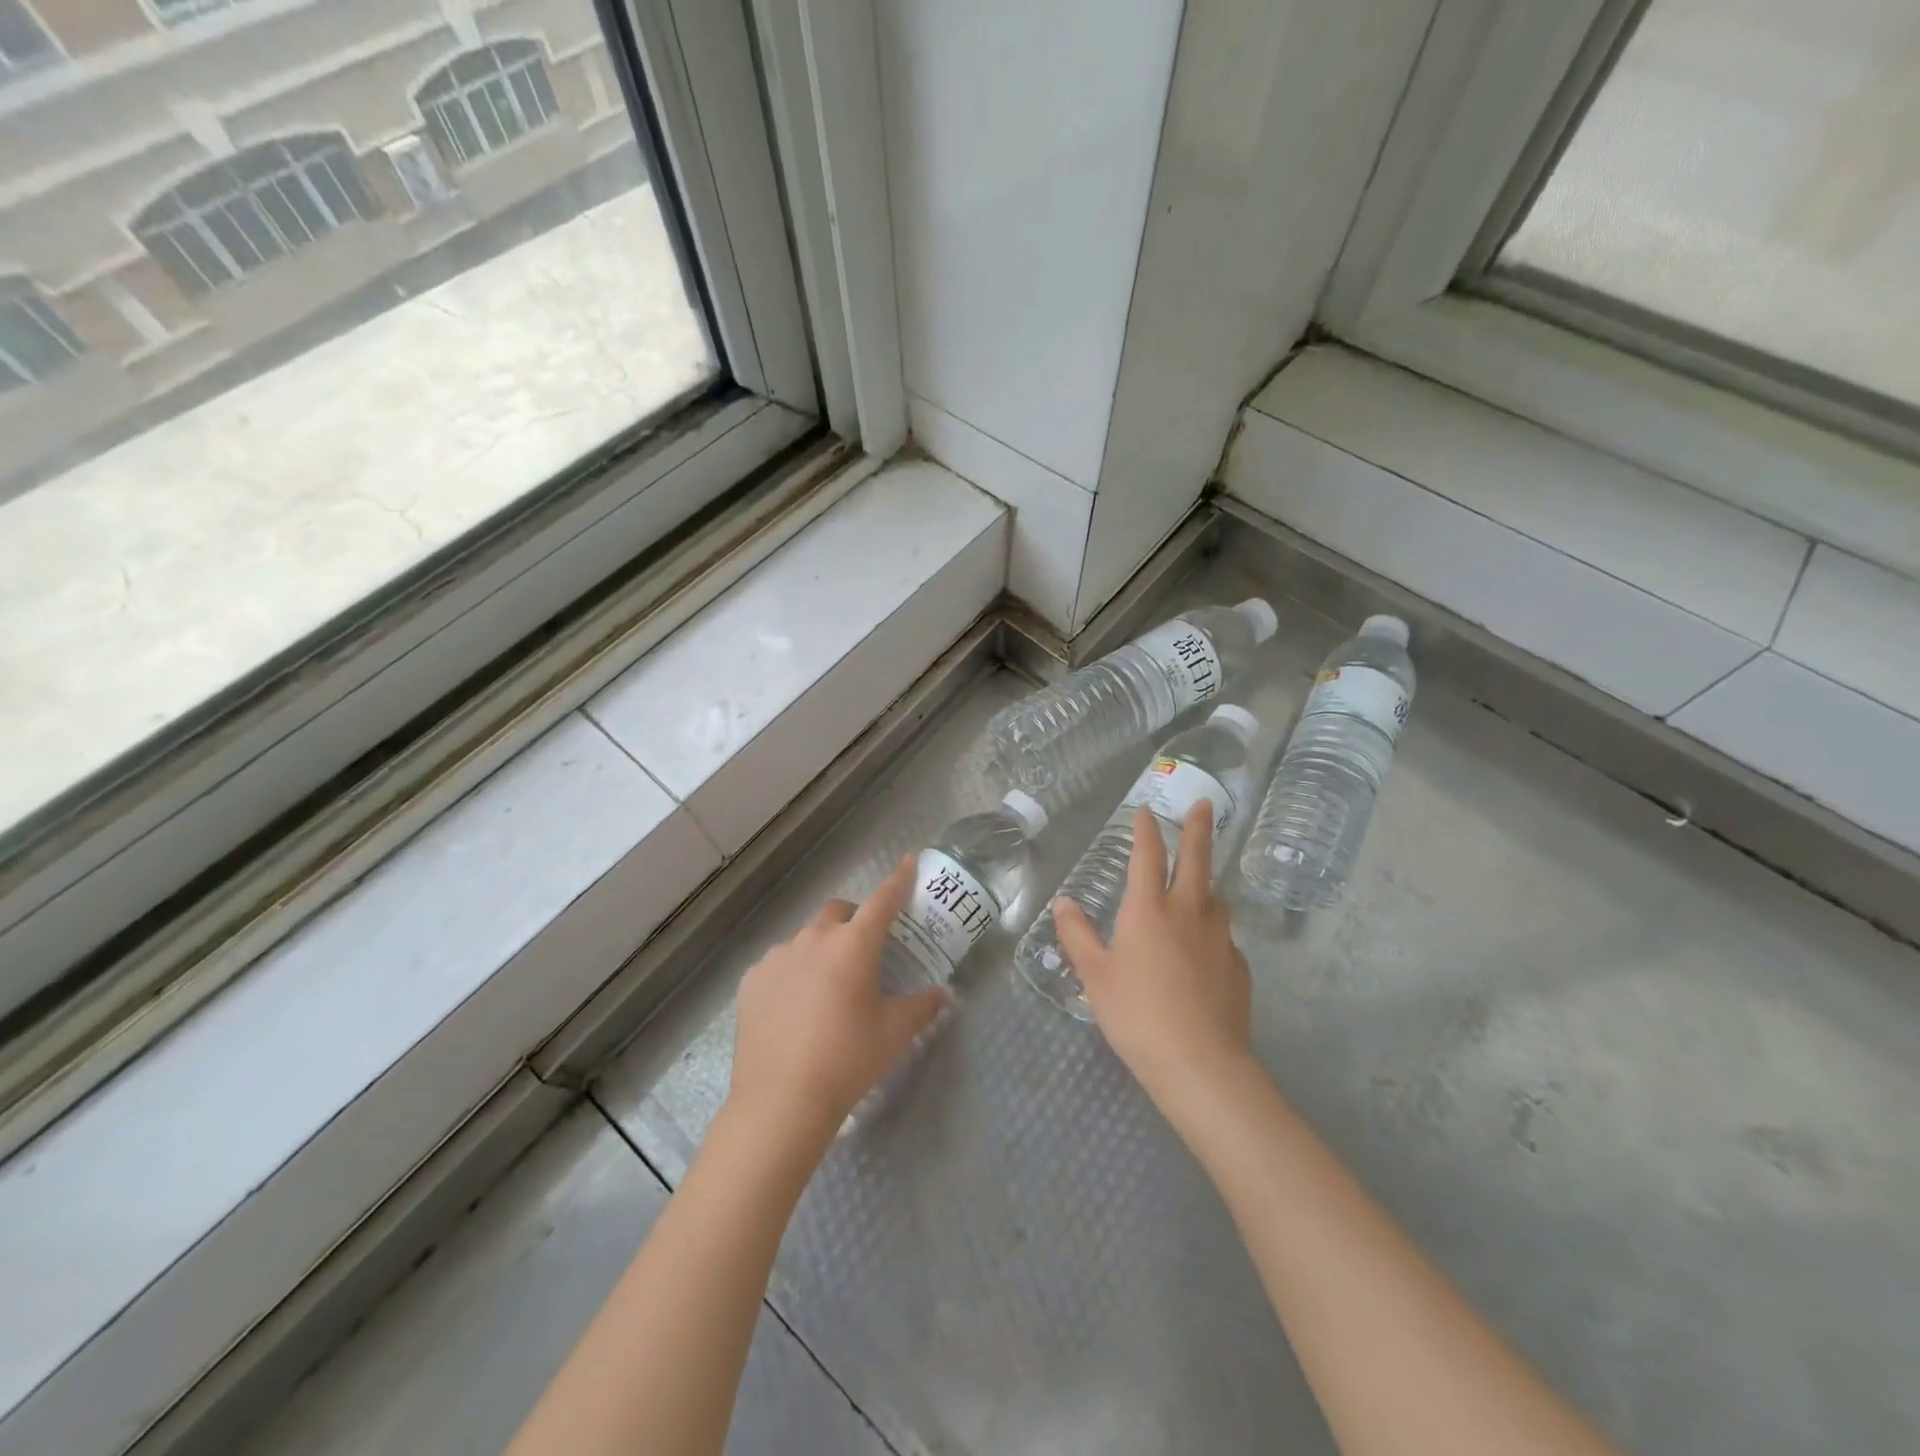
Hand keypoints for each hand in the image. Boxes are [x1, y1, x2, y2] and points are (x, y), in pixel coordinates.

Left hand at [727, 857, 949, 1150]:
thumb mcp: (895, 1033)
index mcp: (853, 944)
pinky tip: (795, 1007)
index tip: (908, 861)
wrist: (781, 1101)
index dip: (899, 880)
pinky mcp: (752, 979)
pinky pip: (779, 963)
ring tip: (827, 987)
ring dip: (822, 948)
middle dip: (854, 918)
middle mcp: (814, 938)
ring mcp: (778, 957)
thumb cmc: (848, 1060)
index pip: (883, 900)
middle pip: (838, 911)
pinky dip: (793, 972)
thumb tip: (942, 994)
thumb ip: (923, 1007)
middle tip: (865, 949)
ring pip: (806, 937)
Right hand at [1053, 802, 1253, 1106]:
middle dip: (1198, 828)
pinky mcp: (1238, 966)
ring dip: (1205, 883)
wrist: (1200, 1063)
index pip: (1148, 856)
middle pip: (1197, 859)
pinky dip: (1211, 930)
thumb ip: (1077, 935)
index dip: (1146, 830)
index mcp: (1148, 909)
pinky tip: (1202, 951)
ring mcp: (1220, 938)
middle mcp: (1188, 912)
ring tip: (1196, 886)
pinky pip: (1222, 936)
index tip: (1145, 810)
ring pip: (1214, 898)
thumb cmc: (1136, 1014)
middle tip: (1205, 804)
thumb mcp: (1094, 976)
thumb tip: (1064, 902)